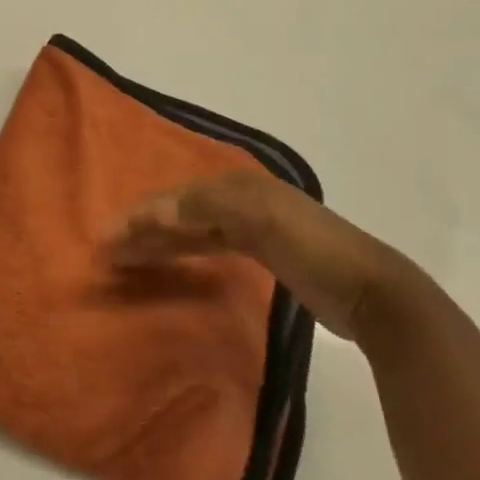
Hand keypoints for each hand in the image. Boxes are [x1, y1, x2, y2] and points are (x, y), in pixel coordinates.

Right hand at [104, 170, 436, 344]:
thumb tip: (155, 211)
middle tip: (107, 250)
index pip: (175, 198)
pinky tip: (169, 259)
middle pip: (179, 211)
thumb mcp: (262, 220)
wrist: (372, 293)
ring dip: (158, 240)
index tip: (106, 237)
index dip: (139, 215)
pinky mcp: (262, 252)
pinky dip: (183, 250)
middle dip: (142, 227)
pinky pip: (208, 245)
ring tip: (126, 257)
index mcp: (238, 186)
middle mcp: (240, 199)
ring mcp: (253, 226)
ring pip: (191, 228)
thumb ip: (207, 208)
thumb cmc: (315, 251)